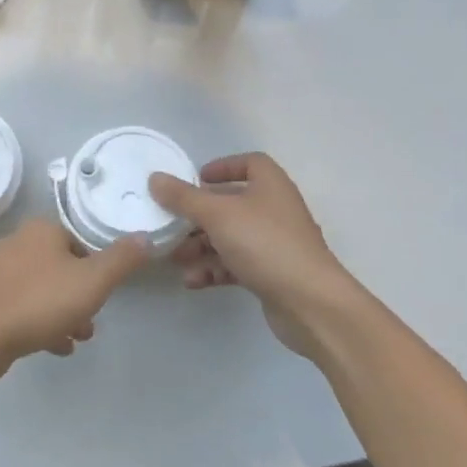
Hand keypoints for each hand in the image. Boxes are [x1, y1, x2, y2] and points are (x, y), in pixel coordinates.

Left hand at [0, 220, 149, 379]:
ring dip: (65, 311)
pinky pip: (25, 308)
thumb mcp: (93, 280)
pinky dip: (43, 324)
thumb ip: (122, 259)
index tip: (104, 290)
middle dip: (81, 293)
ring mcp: (0, 273)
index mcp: (41, 230)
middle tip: (93, 318)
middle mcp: (18, 244)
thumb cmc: (40, 301)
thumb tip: (144, 237)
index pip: (78, 239)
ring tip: (79, 337)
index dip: (96, 265)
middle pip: (61, 265)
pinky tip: (57, 346)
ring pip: (44, 289)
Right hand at [149, 153, 355, 358]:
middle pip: (232, 203)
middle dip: (199, 215)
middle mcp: (274, 210)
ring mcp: (275, 244)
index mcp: (270, 185)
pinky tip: (193, 281)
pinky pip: (236, 264)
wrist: (311, 303)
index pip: (250, 163)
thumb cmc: (265, 244)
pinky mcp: (272, 274)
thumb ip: (183, 198)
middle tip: (172, 224)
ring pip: (231, 237)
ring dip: (201, 246)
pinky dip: (214, 269)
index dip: (223, 166)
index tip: (196, 178)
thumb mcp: (218, 215)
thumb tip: (155, 178)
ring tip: (176, 258)